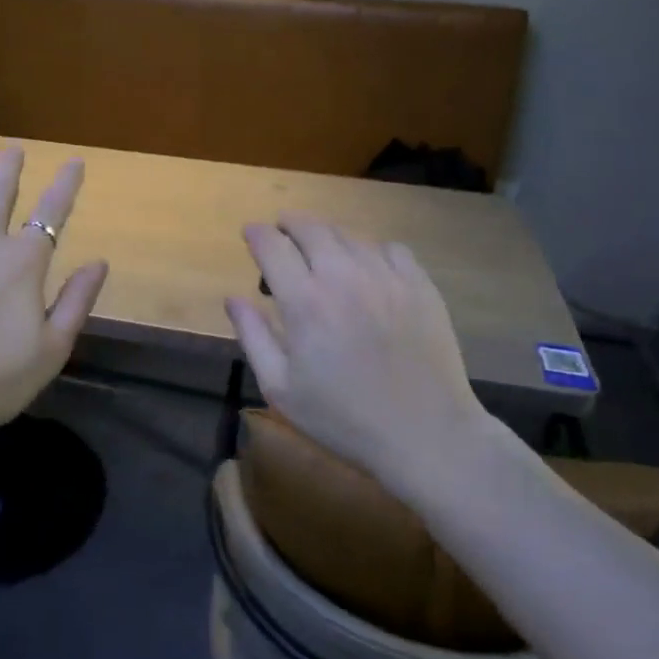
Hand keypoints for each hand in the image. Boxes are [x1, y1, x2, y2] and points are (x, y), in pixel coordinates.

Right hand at [227, 217, 513, 495]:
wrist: (425, 434)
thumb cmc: (343, 418)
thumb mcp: (281, 389)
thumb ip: (253, 337)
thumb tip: (233, 298)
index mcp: (305, 301)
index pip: (272, 246)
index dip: (257, 234)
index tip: (251, 233)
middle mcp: (344, 276)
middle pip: (311, 228)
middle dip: (289, 224)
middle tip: (282, 231)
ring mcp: (386, 277)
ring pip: (349, 235)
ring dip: (327, 236)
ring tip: (321, 249)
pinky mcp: (420, 285)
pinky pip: (391, 248)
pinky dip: (371, 249)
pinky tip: (368, 267)